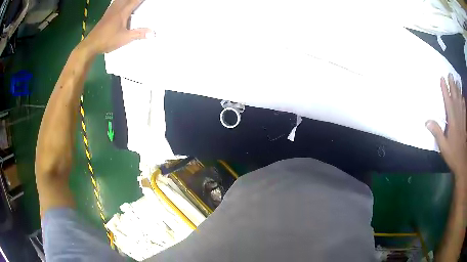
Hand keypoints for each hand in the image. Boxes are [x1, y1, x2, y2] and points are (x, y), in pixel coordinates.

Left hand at [80, 0, 151, 54]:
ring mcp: (110, 11)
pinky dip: (119, 2)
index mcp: (122, 12)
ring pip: (119, 0)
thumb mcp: (124, 38)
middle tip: (139, 1)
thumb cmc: (107, 40)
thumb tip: (153, 33)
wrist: (91, 45)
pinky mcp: (105, 15)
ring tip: (131, 2)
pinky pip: (114, 3)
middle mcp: (116, 9)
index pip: (135, 1)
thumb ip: (138, 34)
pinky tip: (119, 3)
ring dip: (125, 0)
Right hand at [427, 74, 466, 178]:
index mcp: (452, 122)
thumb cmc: (453, 155)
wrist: (462, 163)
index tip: (442, 78)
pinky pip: (464, 110)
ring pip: (460, 102)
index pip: (448, 102)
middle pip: (455, 98)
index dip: (445, 89)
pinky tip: (463, 97)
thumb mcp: (443, 147)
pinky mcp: (465, 124)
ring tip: (457, 81)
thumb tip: (427, 121)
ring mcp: (462, 120)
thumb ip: (437, 133)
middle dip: (453, 86)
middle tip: (450, 74)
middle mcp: (458, 117)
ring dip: (458, 91)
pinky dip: (463, 102)